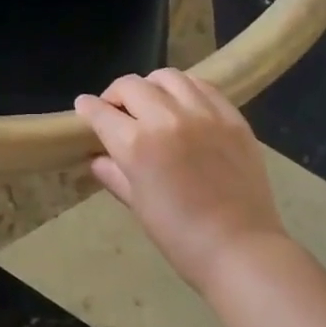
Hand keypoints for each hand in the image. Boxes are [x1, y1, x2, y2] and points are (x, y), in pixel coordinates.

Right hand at [75, 70, 287, 293]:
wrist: (241, 249)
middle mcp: (167, 118)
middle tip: (118, 110)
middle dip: (116, 94)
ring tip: (153, 102)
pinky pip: (203, 86)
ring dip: (151, 86)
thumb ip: (114, 174)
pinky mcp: (232, 117)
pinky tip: (185, 105)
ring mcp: (203, 114)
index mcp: (137, 144)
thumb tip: (97, 158)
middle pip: (131, 85)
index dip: (87, 107)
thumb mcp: (138, 205)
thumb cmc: (180, 236)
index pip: (101, 112)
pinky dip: (187, 89)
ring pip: (168, 77)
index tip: (84, 107)